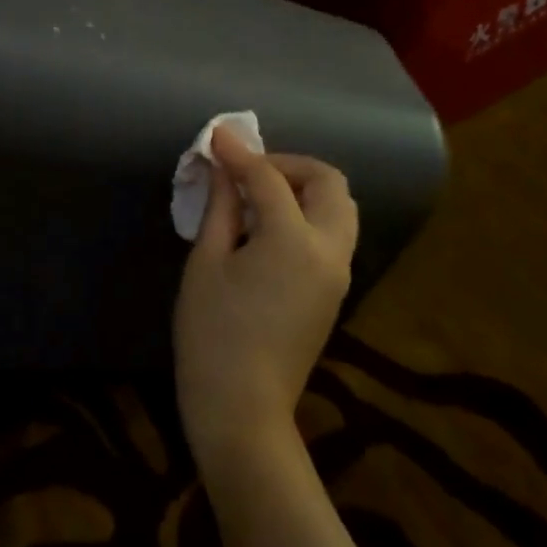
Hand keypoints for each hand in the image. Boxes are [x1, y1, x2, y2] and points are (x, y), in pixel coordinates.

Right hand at [173, 127, 357, 472]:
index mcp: (294, 240)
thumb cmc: (212, 333)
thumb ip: (220, 207)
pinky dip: (308, 213)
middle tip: (247, 170)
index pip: (269, 178)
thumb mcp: (207, 262)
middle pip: (328, 183)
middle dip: (289, 164)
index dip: (240, 153)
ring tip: (257, 195)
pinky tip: (268, 225)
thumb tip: (220, 168)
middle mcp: (329, 251)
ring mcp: (337, 273)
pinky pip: (332, 233)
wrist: (242, 409)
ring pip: (339, 208)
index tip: (217, 136)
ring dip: (304, 187)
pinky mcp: (334, 292)